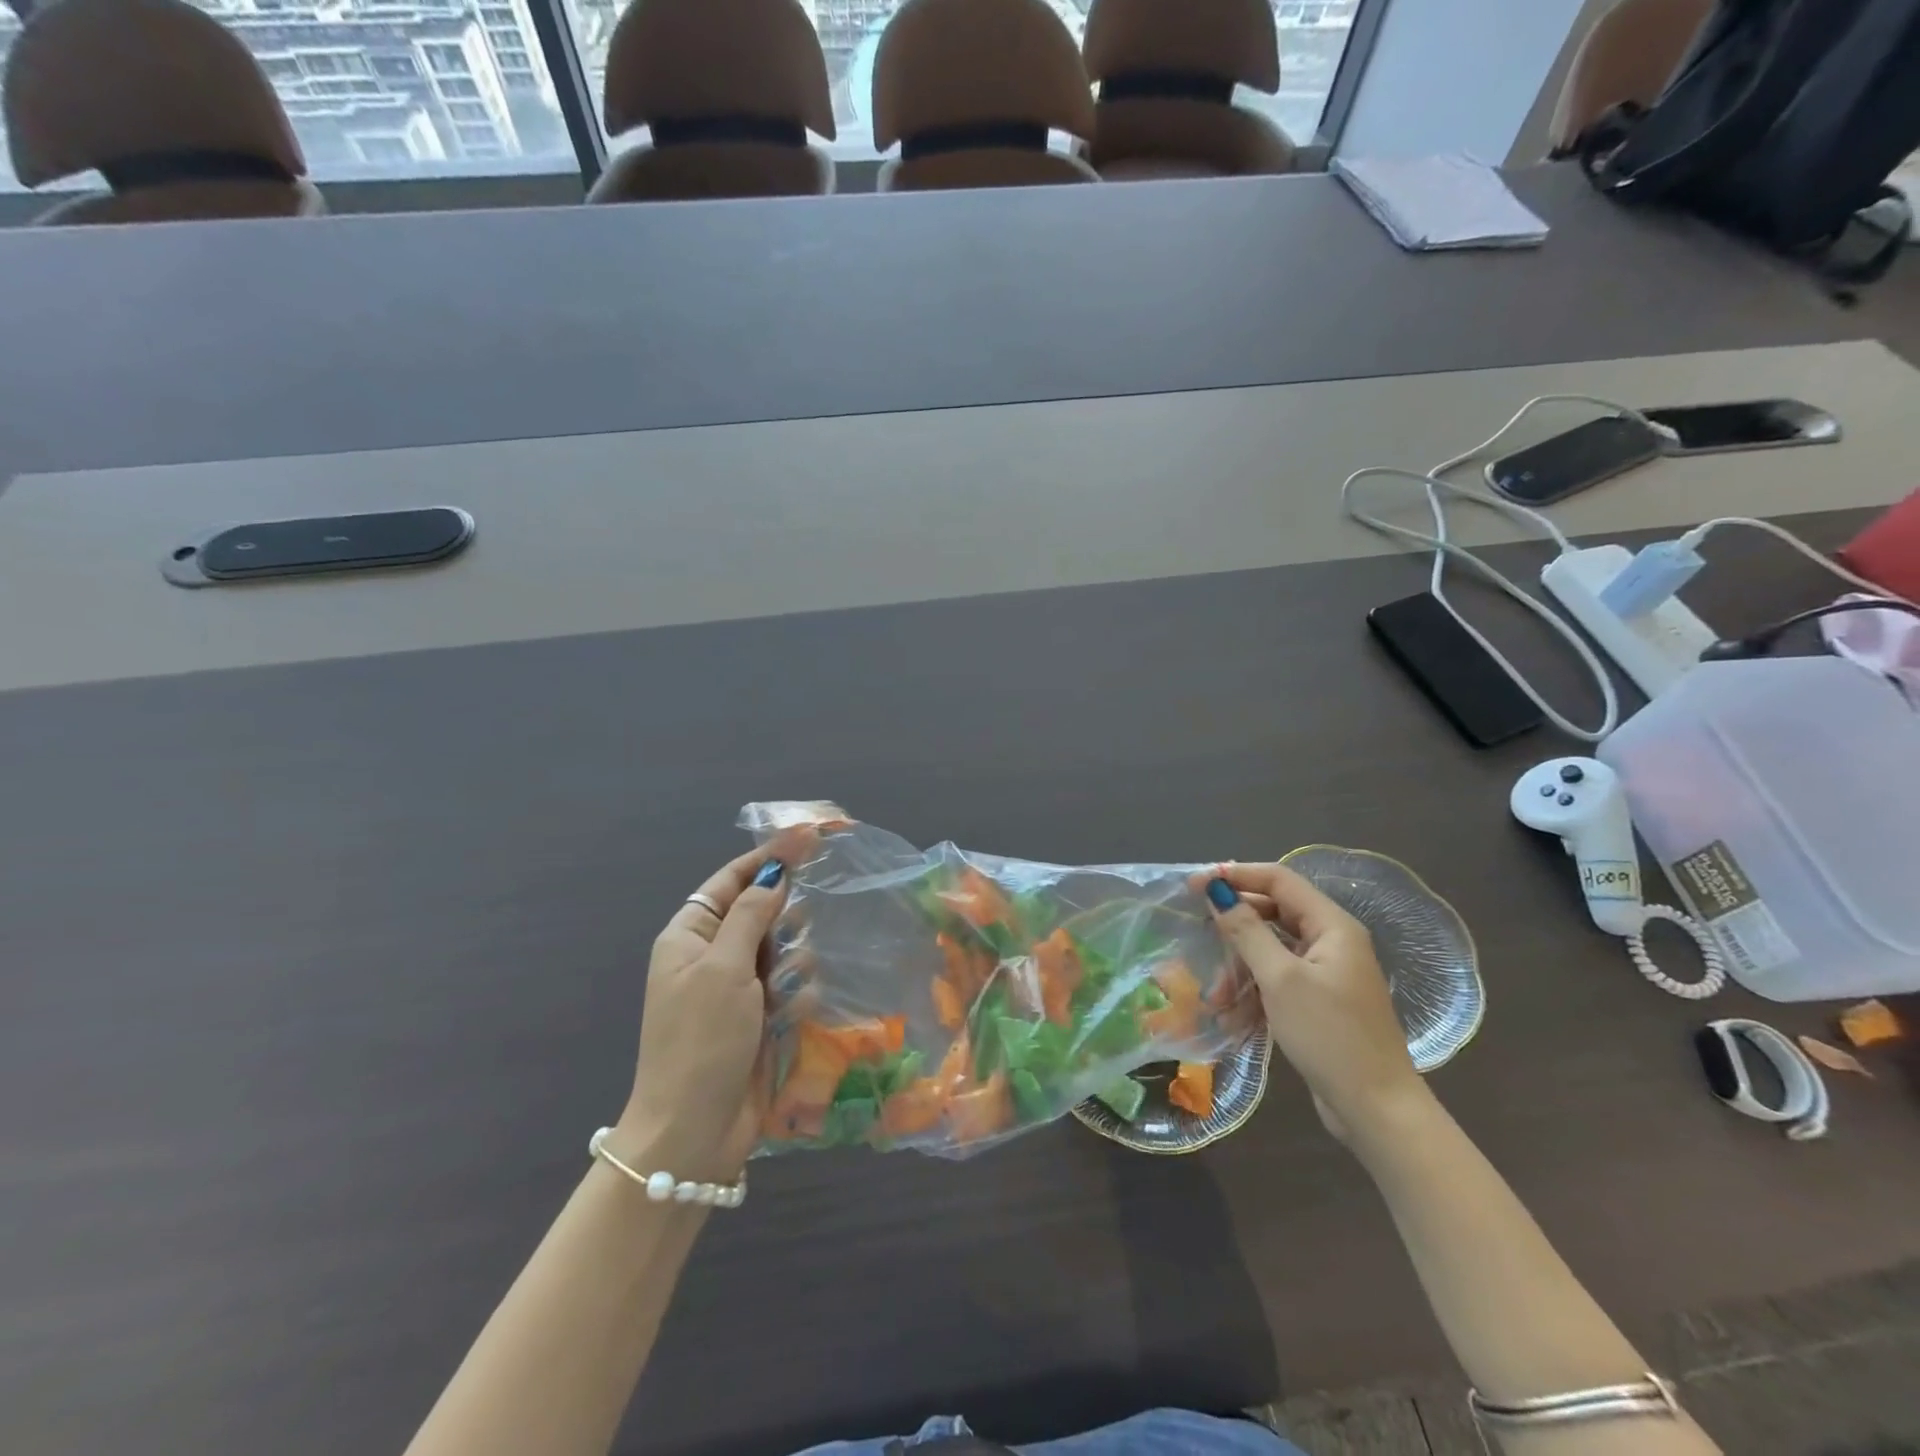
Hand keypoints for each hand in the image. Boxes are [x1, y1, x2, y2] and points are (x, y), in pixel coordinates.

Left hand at [615, 830, 813, 1184]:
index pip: (733, 879)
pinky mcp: (760, 1018)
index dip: (771, 856)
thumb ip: (752, 915)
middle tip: (788, 940)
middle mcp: (712, 956)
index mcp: (690, 936)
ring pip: (784, 949)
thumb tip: (773, 875)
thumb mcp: (723, 969)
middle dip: (784, 921)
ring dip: (792, 964)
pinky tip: (789, 1017)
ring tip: (781, 994)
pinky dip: (796, 995)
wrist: (693, 1132)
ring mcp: (737, 990)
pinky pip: (791, 986)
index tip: (812, 835)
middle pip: (762, 912)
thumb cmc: (701, 1041)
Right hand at [1193, 862, 1426, 1140]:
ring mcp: (1326, 974)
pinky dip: (1253, 995)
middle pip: (1272, 915)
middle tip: (1198, 937)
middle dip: (1234, 931)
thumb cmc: (1330, 1035)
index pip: (1278, 880)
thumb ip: (1246, 931)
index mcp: (1332, 926)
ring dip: (1239, 971)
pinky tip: (1232, 1020)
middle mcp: (1331, 942)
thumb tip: (1217, 891)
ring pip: (1270, 953)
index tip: (1195, 885)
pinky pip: (1278, 983)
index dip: (1235, 876)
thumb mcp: (1280, 979)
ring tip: (1215, 1000)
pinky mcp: (1319, 1003)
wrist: (1377, 1111)